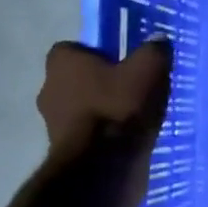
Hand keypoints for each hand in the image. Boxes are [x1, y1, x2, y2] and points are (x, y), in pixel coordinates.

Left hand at [36, 38, 172, 206]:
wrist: (102, 166)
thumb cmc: (120, 108)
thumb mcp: (149, 70)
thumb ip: (154, 51)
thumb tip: (158, 39)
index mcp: (62, 62)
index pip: (76, 49)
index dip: (100, 55)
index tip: (124, 65)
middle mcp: (48, 87)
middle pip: (78, 79)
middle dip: (101, 85)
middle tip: (132, 92)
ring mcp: (52, 122)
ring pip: (82, 108)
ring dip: (102, 111)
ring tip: (134, 119)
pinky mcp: (63, 150)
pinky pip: (87, 134)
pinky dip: (103, 135)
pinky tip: (127, 140)